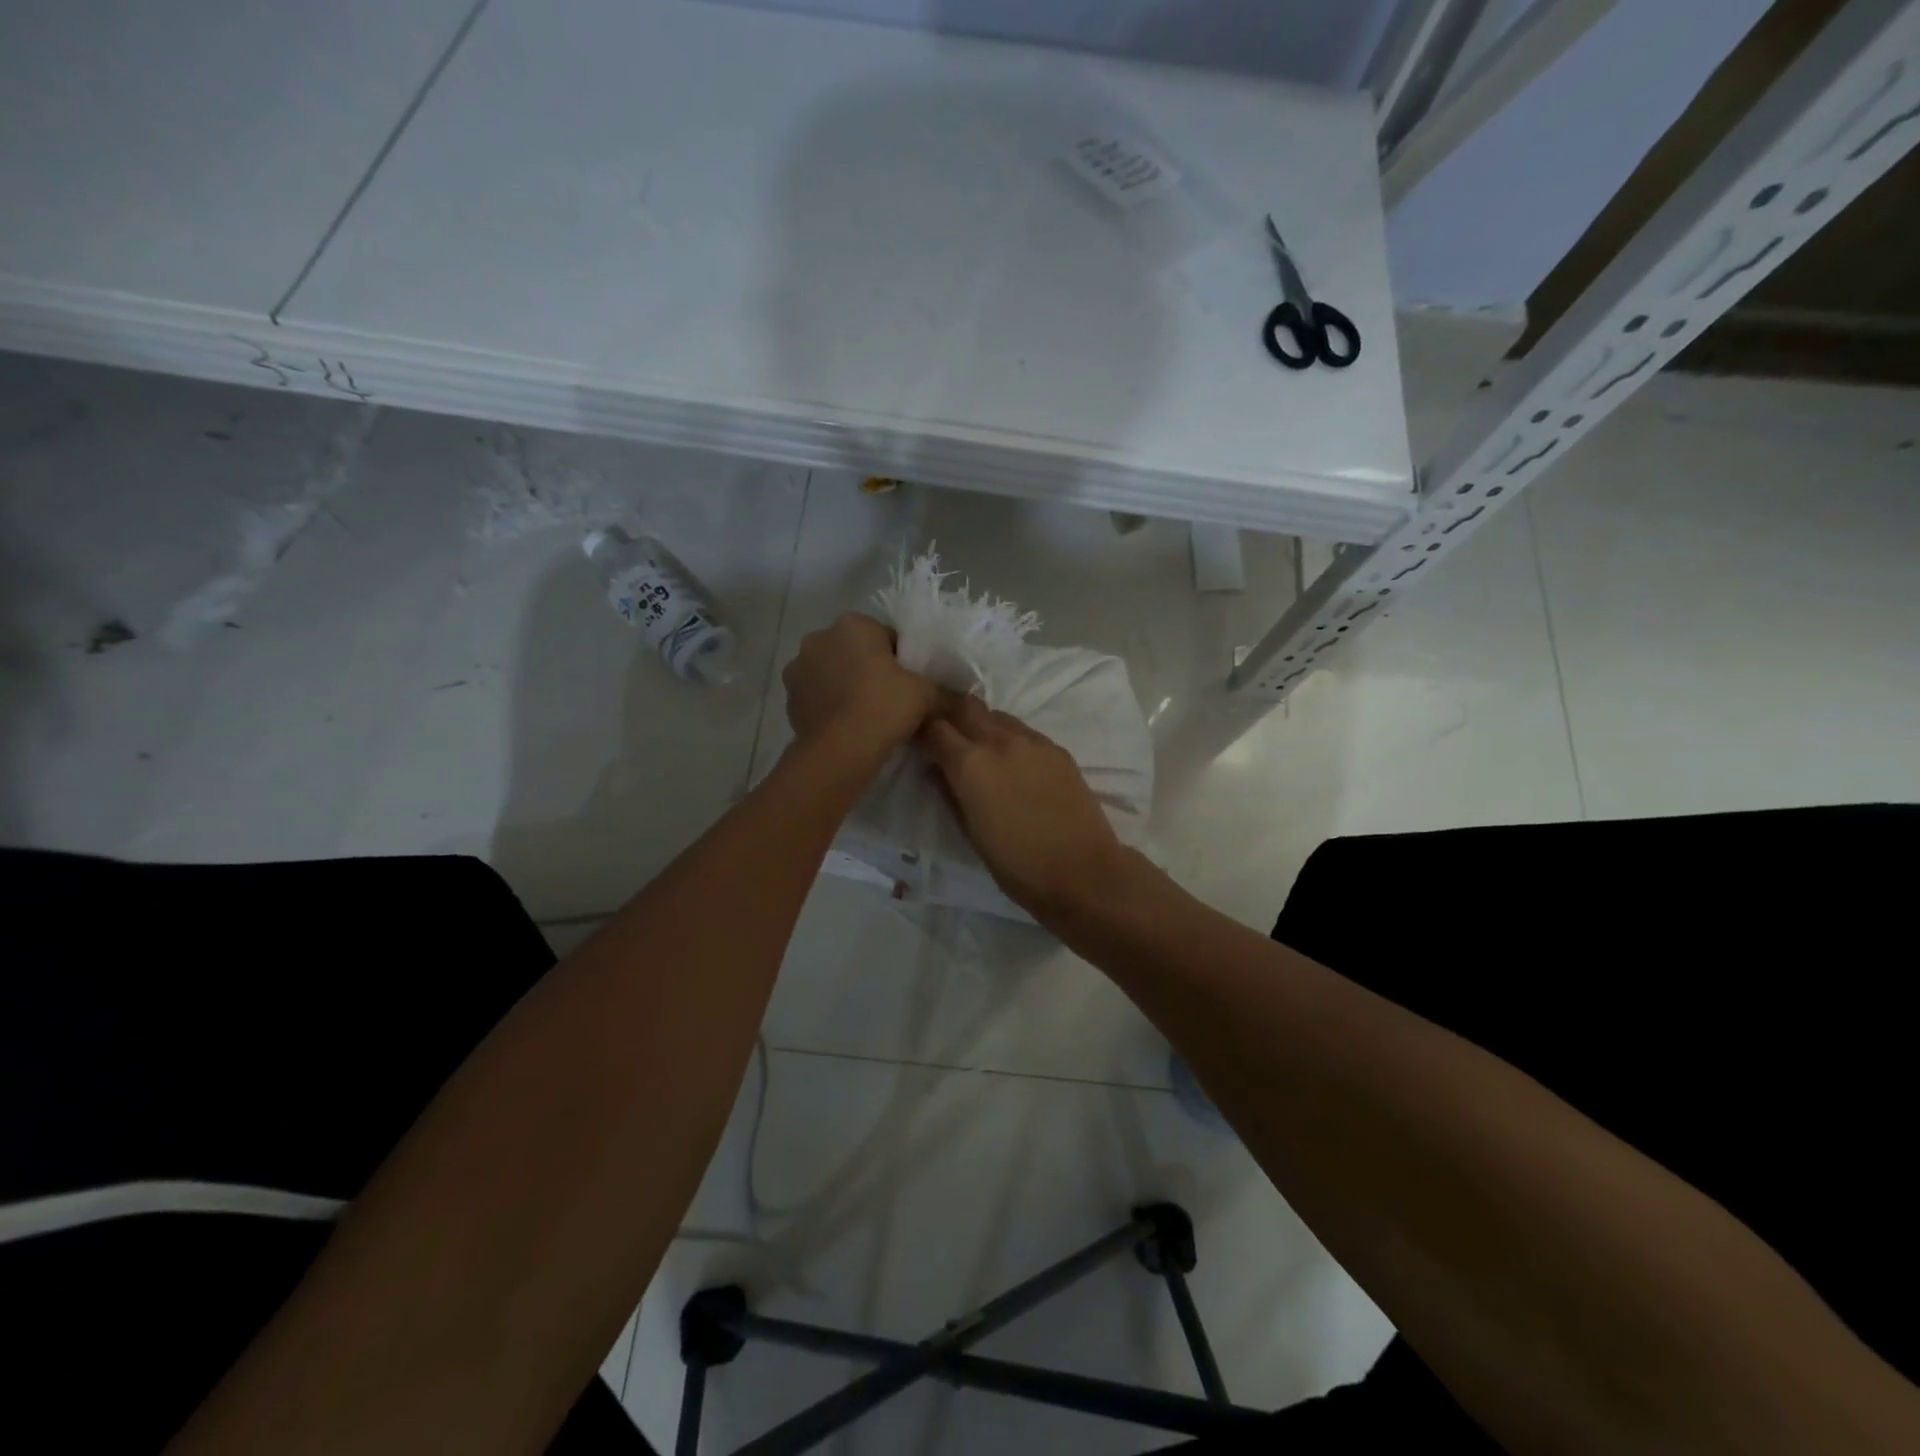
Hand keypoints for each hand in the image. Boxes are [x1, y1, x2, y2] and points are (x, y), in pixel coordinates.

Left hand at [783, 613, 939, 763]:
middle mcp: (820, 637)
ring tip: (866, 715)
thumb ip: (947, 692)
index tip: (909, 684)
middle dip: (869, 669)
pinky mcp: (789, 696)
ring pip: (833, 671)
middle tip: (890, 699)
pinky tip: (846, 725)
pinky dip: (830, 704)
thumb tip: (966, 701)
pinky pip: (817, 694)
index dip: (901, 660)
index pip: (886, 636)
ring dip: (846, 685)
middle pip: (855, 651)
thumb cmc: (884, 707)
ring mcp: (799, 667)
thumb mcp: (926, 695)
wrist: (839, 750)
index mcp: (854, 624)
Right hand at [918, 696, 1126, 919]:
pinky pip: (1022, 730)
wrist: (1082, 872)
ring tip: (978, 749)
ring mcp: (1032, 740)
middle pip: (964, 707)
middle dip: (948, 715)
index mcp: (970, 764)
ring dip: (979, 724)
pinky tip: (1011, 762)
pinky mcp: (1056, 748)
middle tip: (943, 736)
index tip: (919, 744)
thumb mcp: (969, 833)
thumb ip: (948, 792)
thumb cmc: (1017, 865)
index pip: (934, 727)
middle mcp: (999, 740)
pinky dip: (1007, 737)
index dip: (922, 732)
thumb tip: (933, 767)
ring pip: (995, 715)